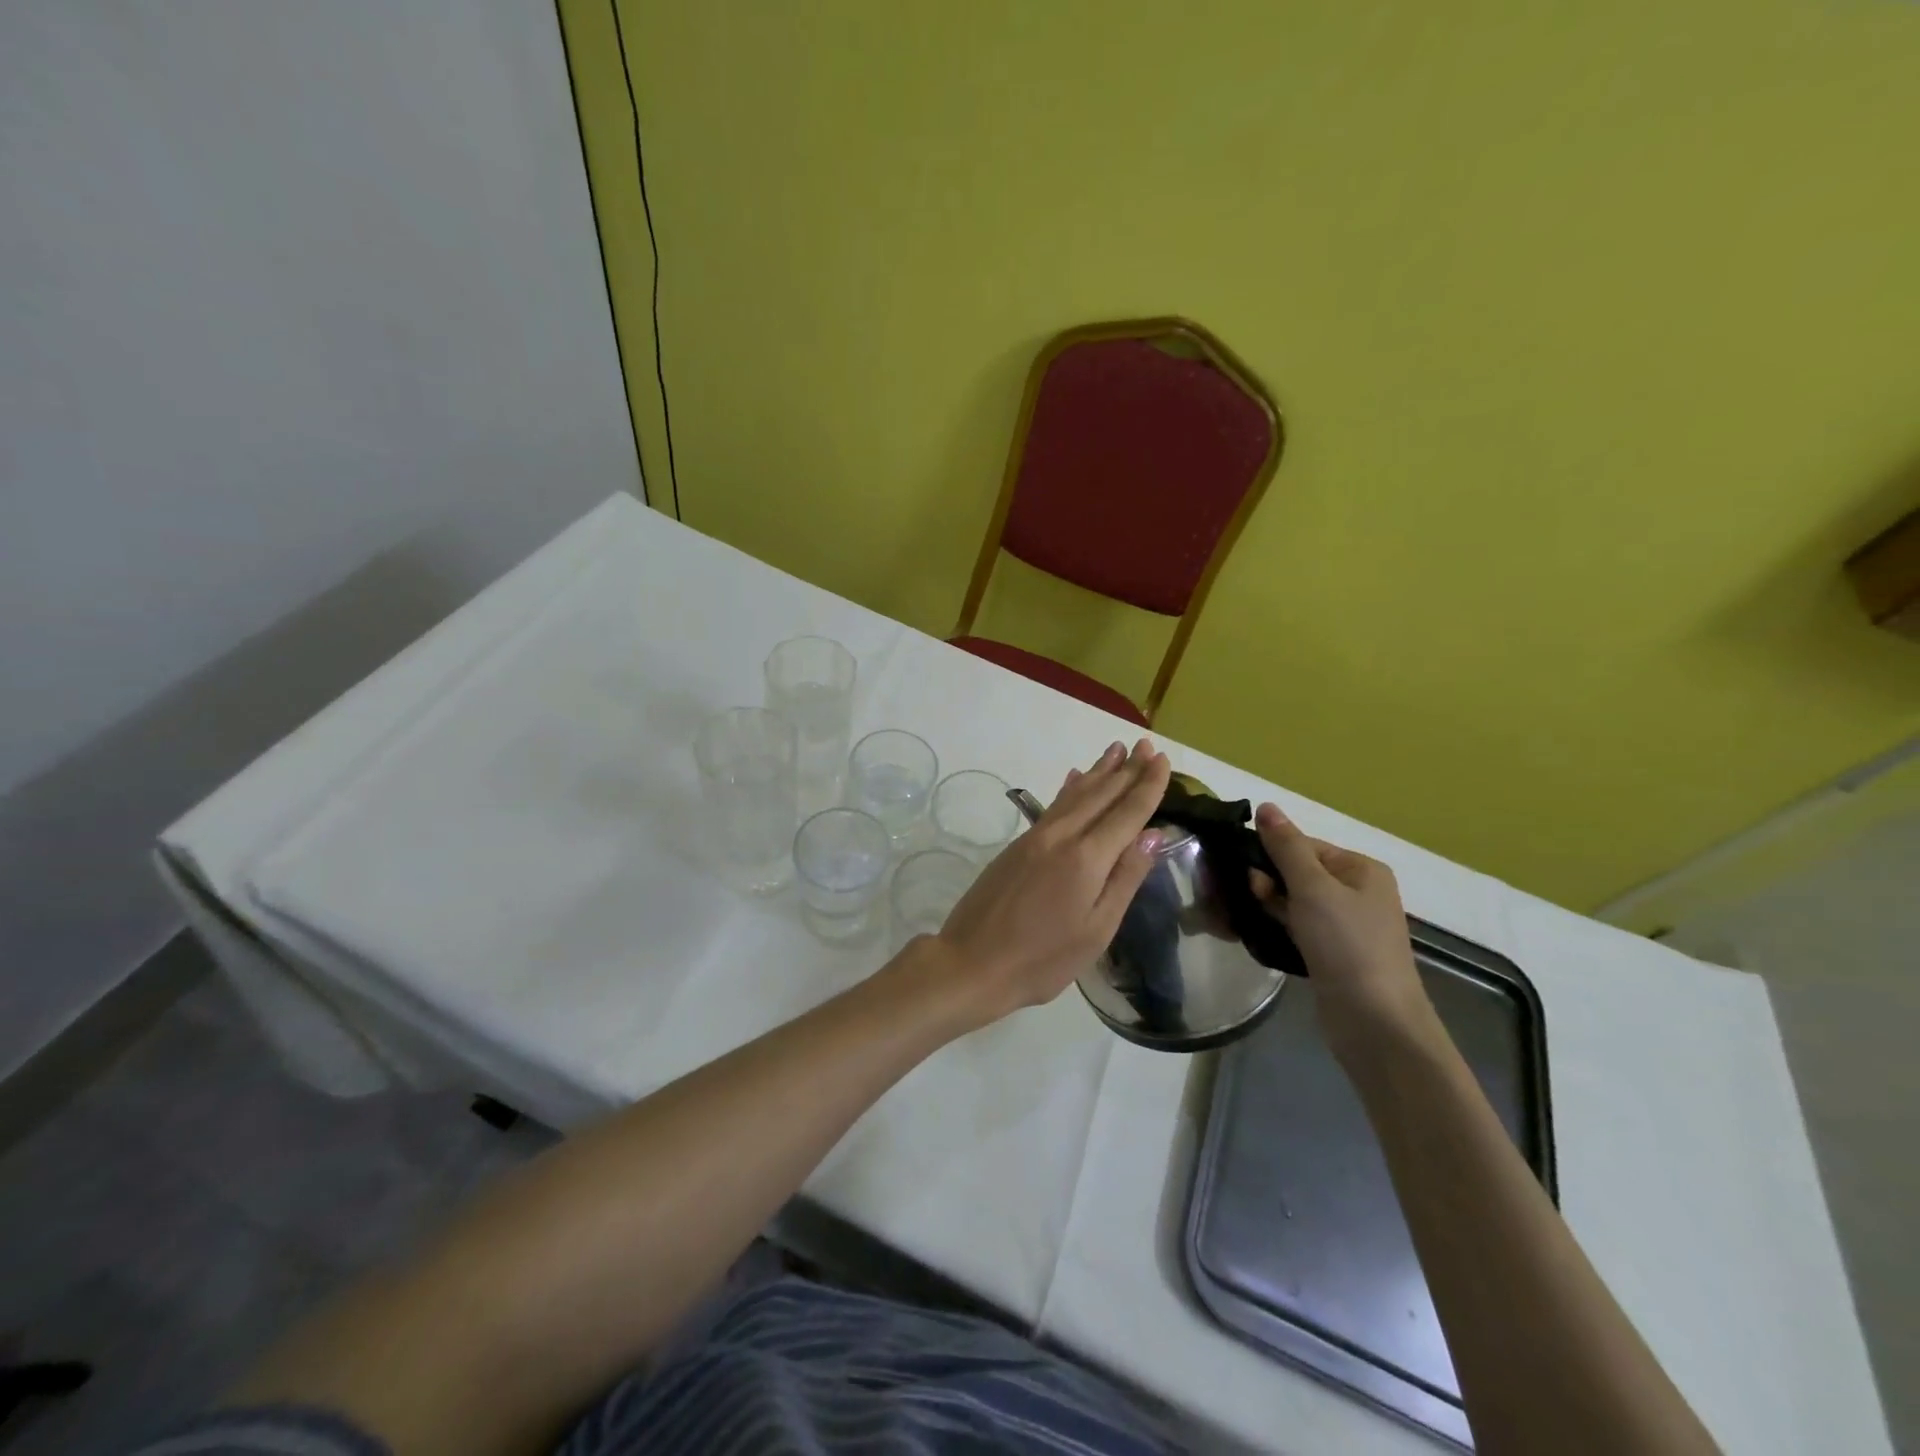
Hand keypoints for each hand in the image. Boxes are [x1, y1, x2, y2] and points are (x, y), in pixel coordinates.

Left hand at [931, 739, 1170, 1026]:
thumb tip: (1152, 833)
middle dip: (1126, 770)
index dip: (1147, 786)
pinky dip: (1069, 788)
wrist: (972, 962)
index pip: (1126, 812)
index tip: (1163, 761)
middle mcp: (1061, 836)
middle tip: (1146, 745)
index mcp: (1087, 858)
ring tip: (1116, 750)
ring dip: (1098, 771)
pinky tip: (1074, 777)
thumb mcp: (1097, 929)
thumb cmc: (1043, 959)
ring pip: (1074, 794)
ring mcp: (1036, 837)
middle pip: (1101, 794)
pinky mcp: (1018, 845)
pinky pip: (1053, 805)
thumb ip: (1125, 878)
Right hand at [1250, 803, 1435, 1057]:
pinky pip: (1298, 928)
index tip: (1244, 873)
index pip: (1304, 845)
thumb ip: (1286, 847)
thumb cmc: (1346, 945)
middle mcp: (1358, 893)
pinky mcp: (1333, 954)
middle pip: (1298, 872)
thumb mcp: (1313, 888)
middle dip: (1267, 881)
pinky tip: (1258, 934)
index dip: (1271, 855)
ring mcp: (1347, 926)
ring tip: (1243, 917)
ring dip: (1269, 906)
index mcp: (1361, 869)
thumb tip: (1266, 806)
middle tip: (1245, 897)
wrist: (1375, 1022)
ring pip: (1295, 902)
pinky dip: (1278, 928)